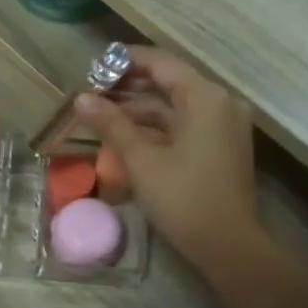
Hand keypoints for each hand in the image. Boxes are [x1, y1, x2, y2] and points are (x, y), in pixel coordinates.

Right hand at [70, 48, 259, 273]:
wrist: (227, 245)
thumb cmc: (183, 198)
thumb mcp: (141, 160)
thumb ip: (111, 123)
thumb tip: (80, 98)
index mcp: (205, 97)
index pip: (161, 63)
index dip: (126, 61)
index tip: (94, 67)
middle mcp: (220, 103)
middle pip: (169, 83)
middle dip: (129, 88)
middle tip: (92, 93)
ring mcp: (224, 126)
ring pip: (175, 107)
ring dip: (140, 111)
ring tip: (102, 117)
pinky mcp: (222, 147)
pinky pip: (185, 126)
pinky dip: (157, 128)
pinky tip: (127, 138)